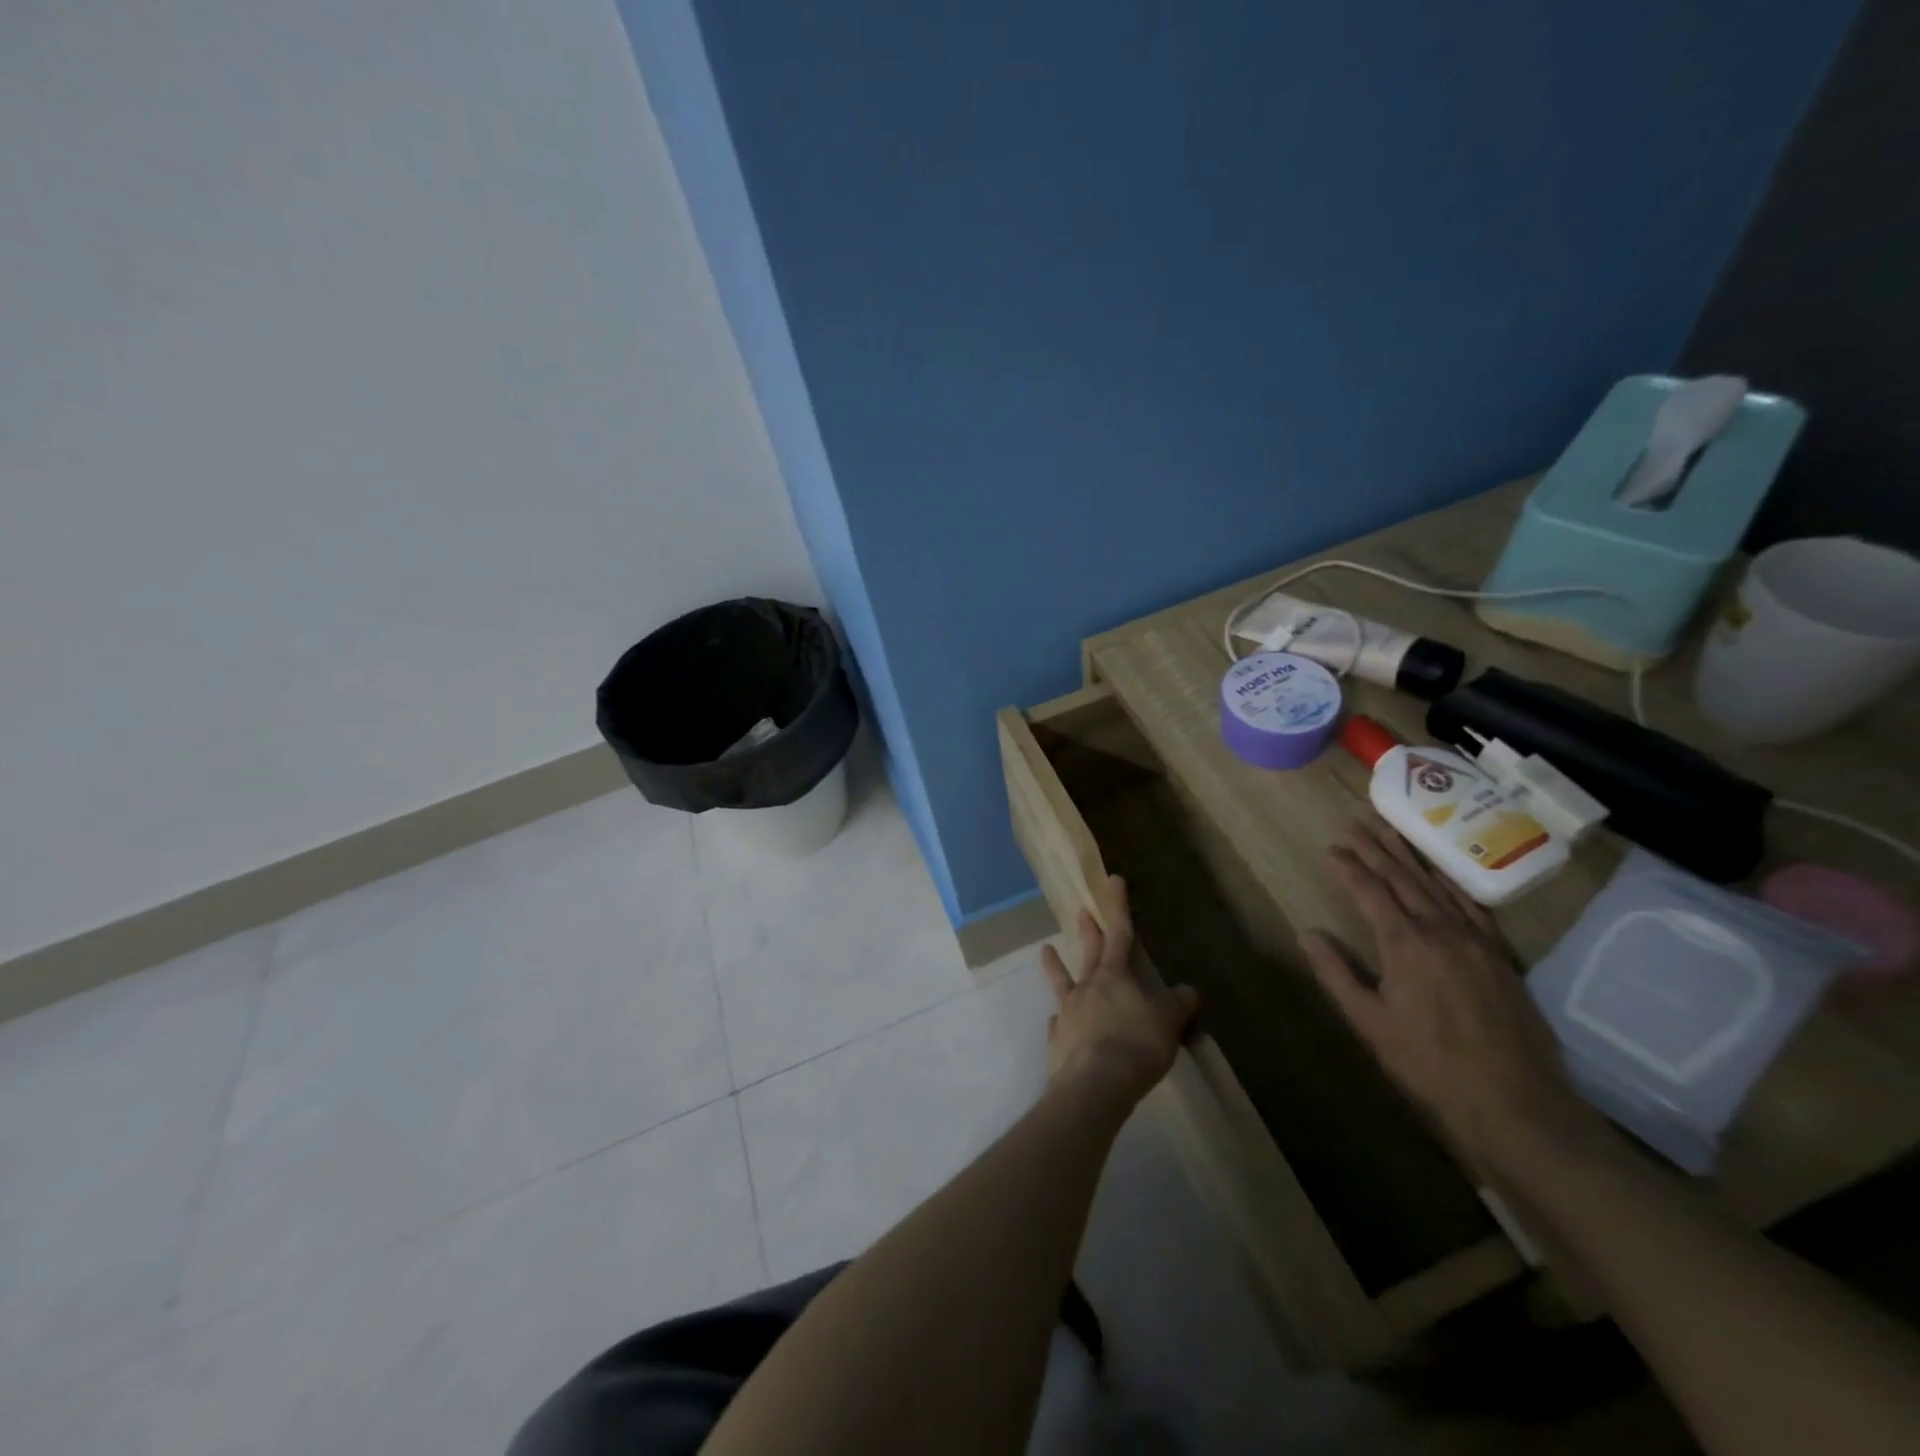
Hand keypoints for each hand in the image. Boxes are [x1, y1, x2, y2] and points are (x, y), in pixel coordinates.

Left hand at [1040, 875, 1198, 1107]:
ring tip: (1046, 950)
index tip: (1112, 880)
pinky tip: (1056, 1021)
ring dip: (1054, 965)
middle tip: (1081, 910)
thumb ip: (1178, 1005)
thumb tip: (1189, 990)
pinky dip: (1059, 1020)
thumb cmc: (1136, 1046)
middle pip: (1089, 952)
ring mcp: (1067, 1012)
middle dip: (1088, 930)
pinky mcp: (1057, 1040)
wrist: (1094, 1085)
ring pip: (1062, 982)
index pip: (1120, 933)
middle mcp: (1087, 988)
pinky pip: (1057, 1024)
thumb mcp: (1168, 1023)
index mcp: (1114, 976)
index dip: (1118, 906)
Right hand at [1300, 823, 1598, 1170]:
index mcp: (1406, 943)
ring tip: (1390, 834)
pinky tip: (1440, 877)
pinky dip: (1449, 884)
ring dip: (1410, 859)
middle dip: (1375, 851)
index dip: (1348, 869)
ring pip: (1436, 887)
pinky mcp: (1499, 956)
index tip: (1329, 850)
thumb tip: (1307, 935)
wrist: (1515, 1103)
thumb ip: (1336, 974)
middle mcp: (1441, 930)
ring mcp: (1476, 941)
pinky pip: (1470, 907)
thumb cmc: (1429, 1064)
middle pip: (1403, 880)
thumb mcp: (1369, 1023)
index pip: (1370, 892)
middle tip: (1354, 826)